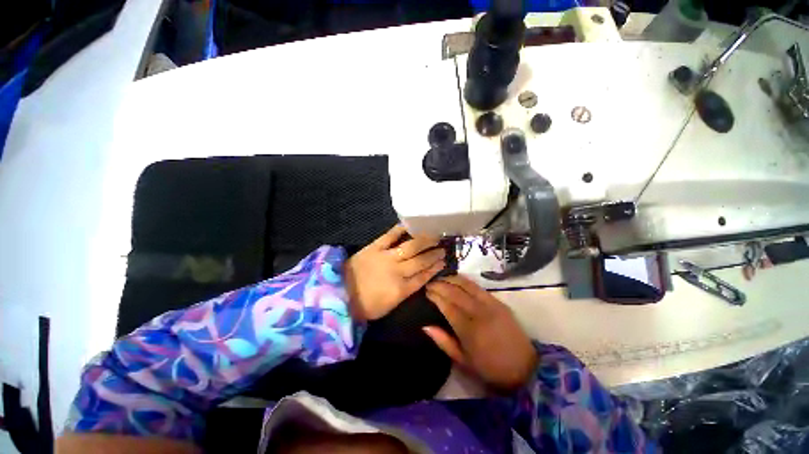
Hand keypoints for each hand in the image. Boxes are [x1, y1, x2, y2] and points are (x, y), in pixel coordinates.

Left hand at [344, 225, 445, 320]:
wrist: (339, 295)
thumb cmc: (365, 305)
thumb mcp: (390, 305)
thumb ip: (406, 291)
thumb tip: (419, 278)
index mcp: (401, 290)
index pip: (424, 277)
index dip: (434, 268)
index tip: (443, 262)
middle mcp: (397, 272)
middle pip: (421, 261)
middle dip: (433, 254)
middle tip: (443, 248)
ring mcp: (386, 257)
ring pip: (410, 247)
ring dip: (424, 241)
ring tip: (434, 236)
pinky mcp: (374, 248)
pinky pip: (390, 236)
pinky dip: (400, 229)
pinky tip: (409, 225)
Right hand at [424, 275, 537, 390]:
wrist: (525, 368)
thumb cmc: (490, 369)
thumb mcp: (463, 361)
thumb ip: (443, 341)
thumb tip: (425, 325)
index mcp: (469, 330)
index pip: (447, 305)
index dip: (435, 296)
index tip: (426, 292)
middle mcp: (479, 313)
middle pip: (455, 292)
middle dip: (440, 285)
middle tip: (430, 283)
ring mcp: (490, 305)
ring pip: (466, 285)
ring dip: (451, 279)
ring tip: (441, 277)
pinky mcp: (498, 302)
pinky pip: (478, 287)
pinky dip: (465, 280)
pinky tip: (457, 278)